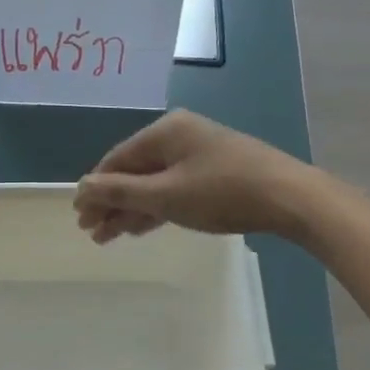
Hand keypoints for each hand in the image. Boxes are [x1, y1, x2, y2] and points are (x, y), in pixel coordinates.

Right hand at [75, 109, 314, 242]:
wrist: (290, 198)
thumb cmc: (222, 192)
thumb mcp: (165, 195)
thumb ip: (120, 192)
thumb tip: (81, 187)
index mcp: (165, 131)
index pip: (116, 160)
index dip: (96, 189)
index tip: (79, 217)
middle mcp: (179, 136)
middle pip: (134, 171)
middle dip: (112, 203)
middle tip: (92, 233)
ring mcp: (200, 153)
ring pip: (154, 182)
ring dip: (132, 209)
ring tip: (110, 237)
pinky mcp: (216, 171)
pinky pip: (174, 187)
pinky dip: (157, 207)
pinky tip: (141, 227)